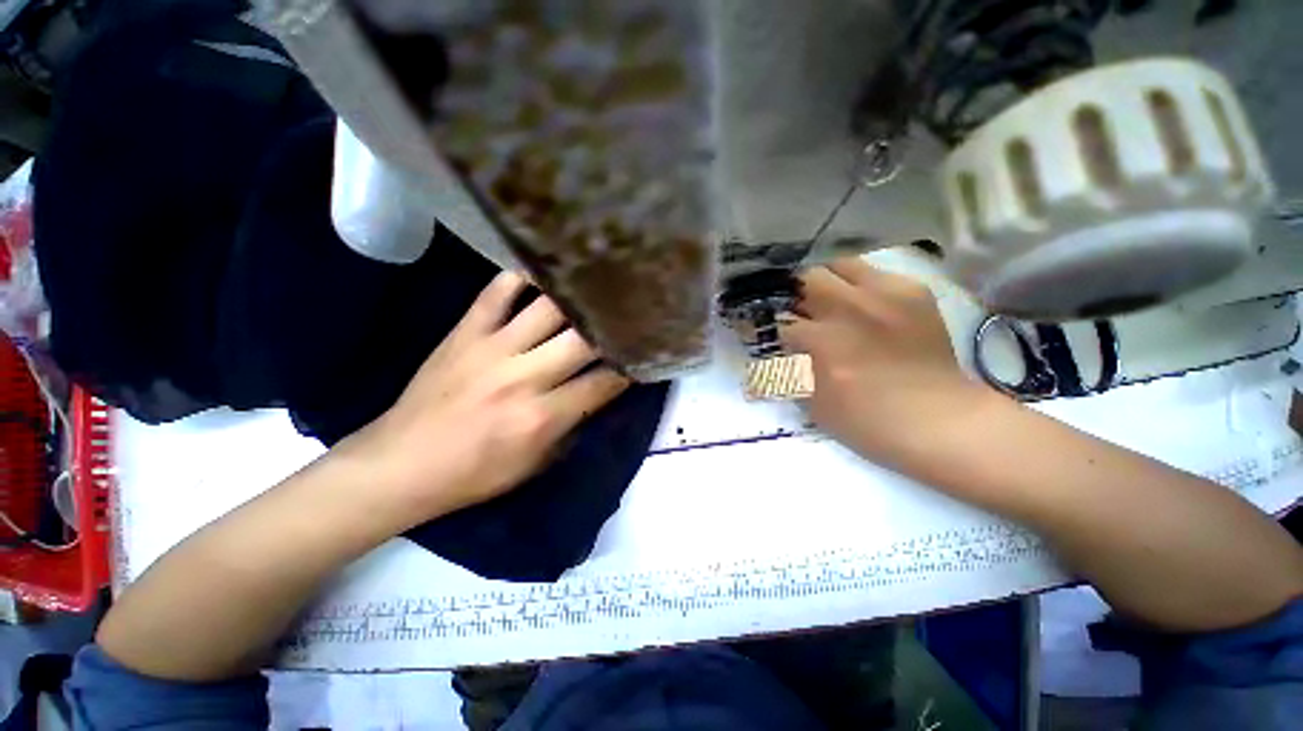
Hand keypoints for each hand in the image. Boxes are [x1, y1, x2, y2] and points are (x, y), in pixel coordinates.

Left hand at [343, 272, 628, 520]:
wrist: (401, 464)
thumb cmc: (474, 474)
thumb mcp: (536, 463)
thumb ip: (572, 424)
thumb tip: (597, 392)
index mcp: (543, 417)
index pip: (604, 383)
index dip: (629, 369)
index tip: (641, 356)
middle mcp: (524, 377)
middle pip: (584, 340)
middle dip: (613, 329)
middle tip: (629, 317)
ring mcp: (492, 348)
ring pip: (548, 308)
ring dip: (577, 298)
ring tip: (597, 286)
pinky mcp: (465, 333)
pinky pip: (497, 292)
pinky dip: (521, 278)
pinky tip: (543, 274)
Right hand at [780, 257, 1000, 471]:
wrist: (937, 420)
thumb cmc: (865, 421)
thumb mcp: (810, 403)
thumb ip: (784, 370)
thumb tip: (769, 348)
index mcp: (819, 343)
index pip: (776, 319)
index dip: (763, 323)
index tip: (758, 324)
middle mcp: (847, 309)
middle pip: (803, 278)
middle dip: (792, 293)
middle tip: (794, 308)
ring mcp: (882, 295)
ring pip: (837, 264)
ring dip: (823, 280)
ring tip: (824, 297)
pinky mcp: (910, 290)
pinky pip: (871, 272)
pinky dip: (856, 284)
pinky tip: (859, 302)